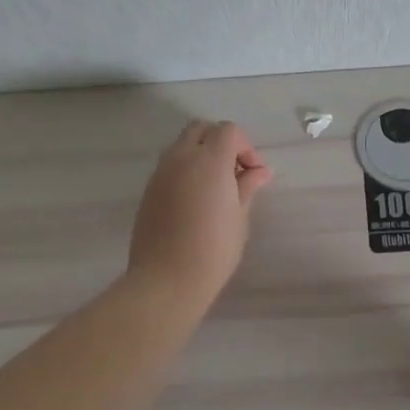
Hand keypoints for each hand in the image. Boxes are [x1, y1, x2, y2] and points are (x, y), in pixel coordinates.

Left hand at [126, 121, 272, 311]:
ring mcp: (160, 173)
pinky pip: (170, 166)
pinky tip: (196, 200)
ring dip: (201, 154)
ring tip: (216, 187)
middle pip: (201, 129)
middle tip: (235, 172)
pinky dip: (186, 170)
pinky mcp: (149, 190)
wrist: (166, 280)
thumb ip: (247, 186)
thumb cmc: (213, 250)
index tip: (254, 174)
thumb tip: (259, 171)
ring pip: (182, 145)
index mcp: (209, 160)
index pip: (228, 131)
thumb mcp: (239, 217)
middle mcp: (181, 158)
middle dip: (221, 142)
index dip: (246, 147)